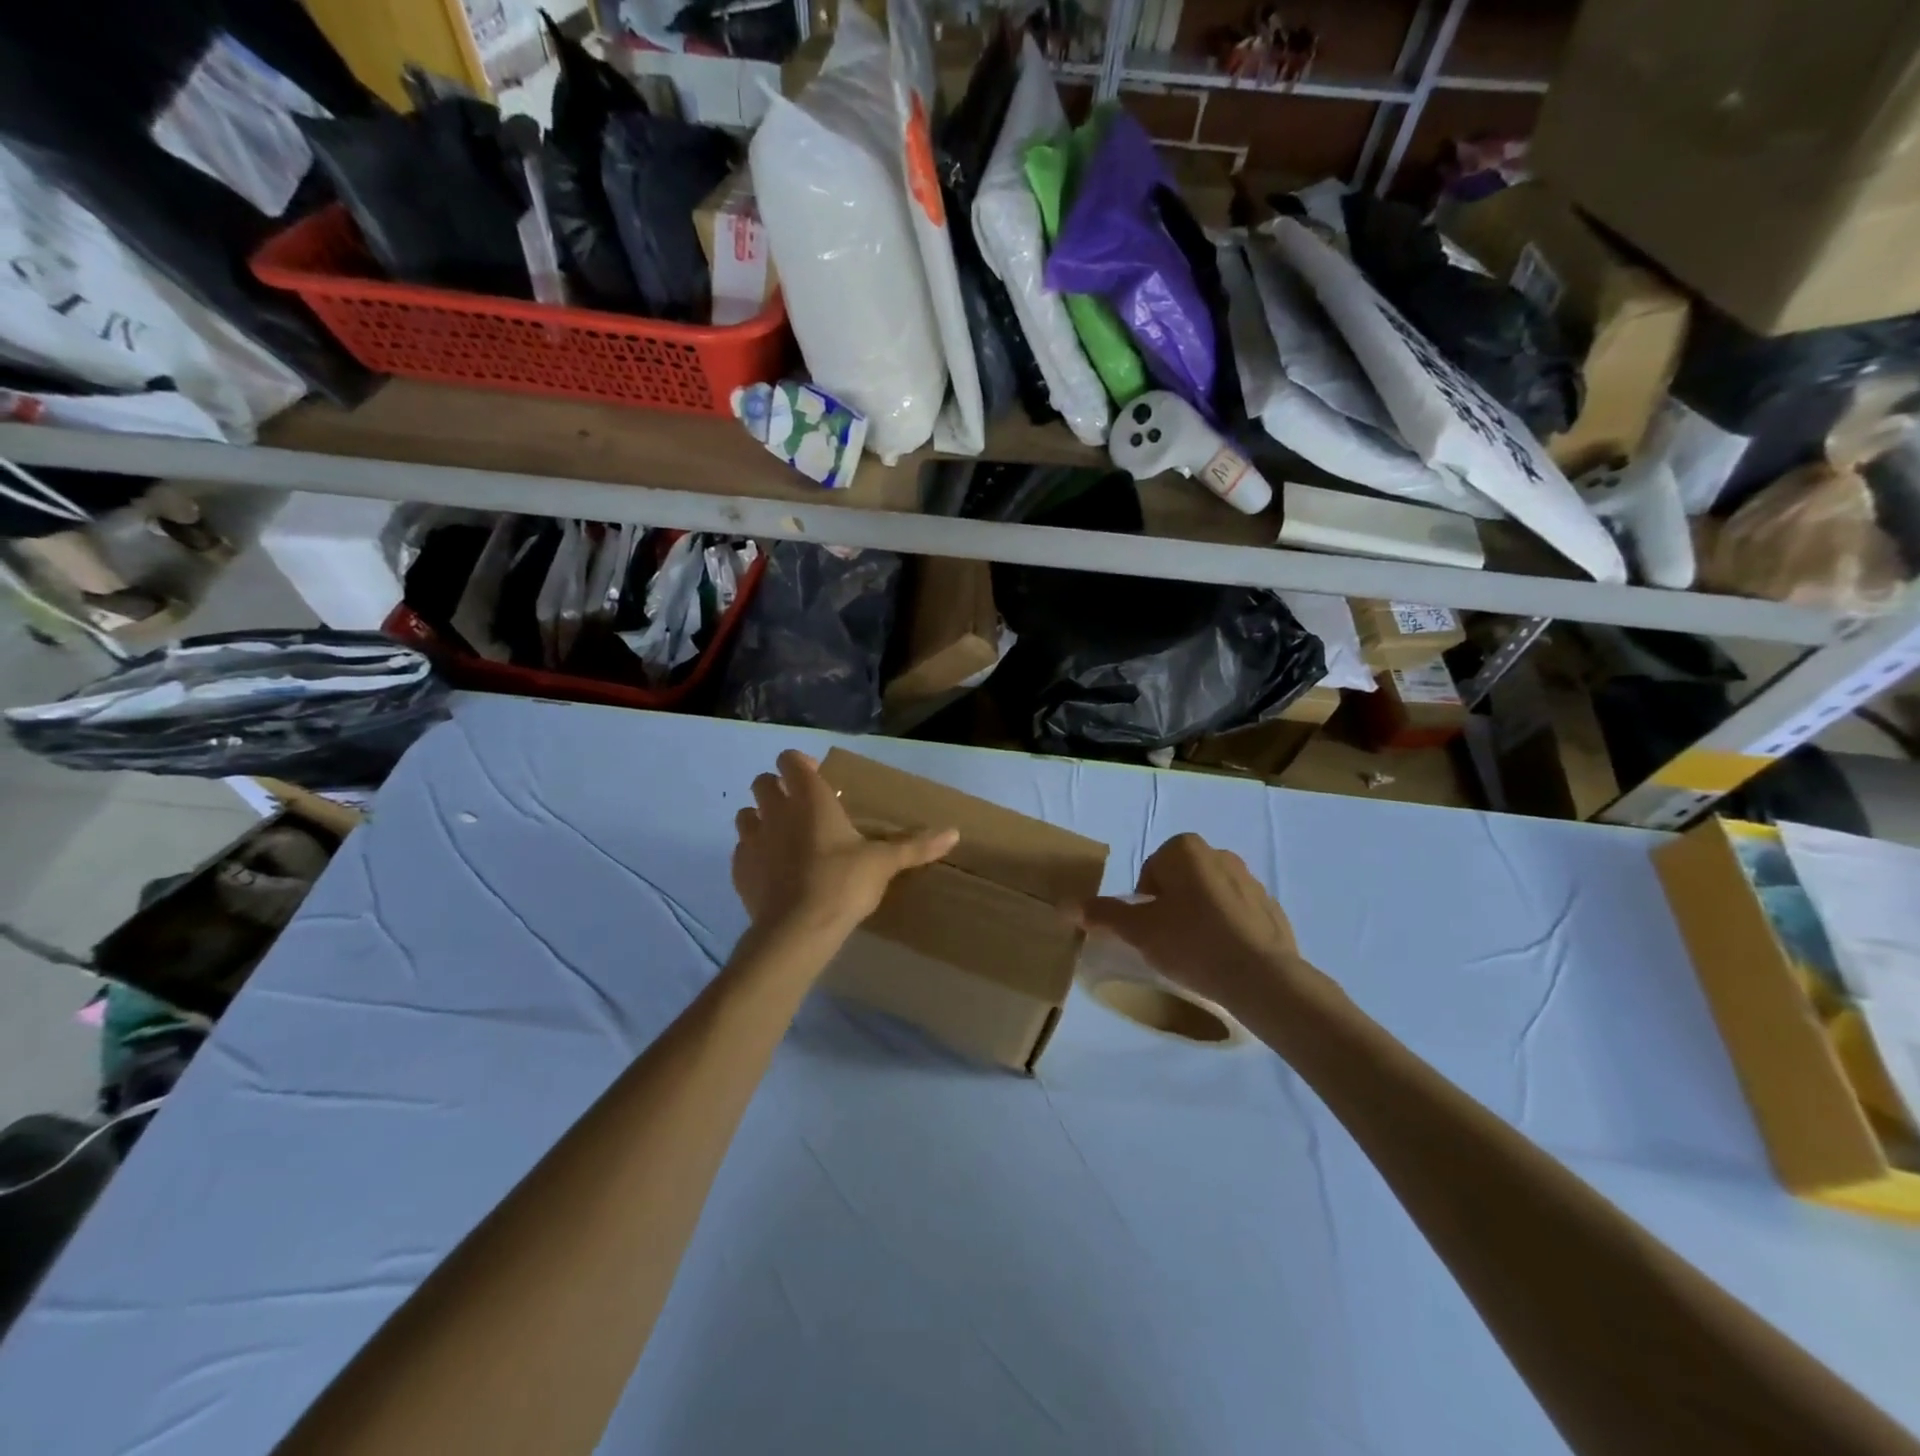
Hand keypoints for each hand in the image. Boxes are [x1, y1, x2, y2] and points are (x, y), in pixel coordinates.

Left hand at [732, 750, 958, 938]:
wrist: (797, 930)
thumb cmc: (843, 883)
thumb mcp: (884, 863)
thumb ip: (915, 845)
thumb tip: (954, 833)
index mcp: (809, 798)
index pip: (790, 760)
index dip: (800, 764)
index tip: (817, 778)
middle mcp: (776, 811)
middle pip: (762, 782)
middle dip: (777, 788)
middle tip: (802, 808)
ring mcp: (753, 840)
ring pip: (746, 815)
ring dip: (761, 819)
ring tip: (784, 838)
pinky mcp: (740, 870)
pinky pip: (742, 851)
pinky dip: (754, 854)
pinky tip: (772, 870)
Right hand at [1074, 833, 1302, 1013]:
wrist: (1261, 977)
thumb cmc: (1191, 943)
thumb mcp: (1138, 931)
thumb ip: (1104, 914)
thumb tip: (1067, 905)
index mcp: (1185, 849)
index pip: (1150, 871)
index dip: (1145, 902)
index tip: (1151, 929)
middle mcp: (1219, 854)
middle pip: (1180, 881)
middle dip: (1172, 906)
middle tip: (1169, 941)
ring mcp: (1250, 880)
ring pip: (1209, 896)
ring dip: (1199, 916)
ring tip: (1197, 952)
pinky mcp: (1271, 908)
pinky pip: (1237, 914)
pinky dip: (1227, 929)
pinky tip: (1224, 957)